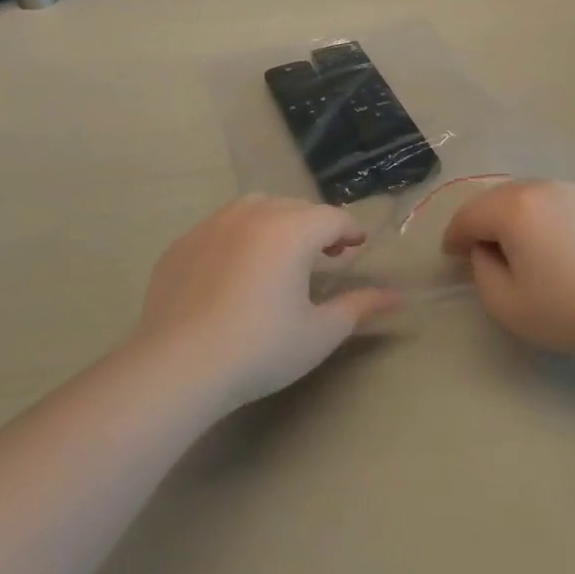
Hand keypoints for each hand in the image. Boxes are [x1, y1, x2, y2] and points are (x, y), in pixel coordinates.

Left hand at [137, 195, 401, 408]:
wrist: (178, 366)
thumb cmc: (260, 349)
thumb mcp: (319, 332)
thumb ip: (359, 307)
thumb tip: (396, 297)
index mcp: (291, 229)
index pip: (332, 217)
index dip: (350, 230)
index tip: (357, 247)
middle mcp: (253, 213)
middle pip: (295, 208)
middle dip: (316, 226)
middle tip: (326, 255)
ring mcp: (212, 224)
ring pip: (255, 208)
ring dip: (276, 223)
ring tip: (280, 255)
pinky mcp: (182, 243)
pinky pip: (221, 228)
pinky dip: (238, 238)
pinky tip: (235, 272)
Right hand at [442, 180, 574, 361]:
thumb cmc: (570, 309)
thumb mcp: (508, 304)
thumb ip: (481, 271)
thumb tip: (485, 250)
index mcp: (513, 207)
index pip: (469, 215)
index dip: (454, 237)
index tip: (451, 257)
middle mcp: (538, 187)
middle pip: (494, 200)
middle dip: (480, 223)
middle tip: (477, 252)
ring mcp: (569, 190)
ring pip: (523, 197)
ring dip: (509, 218)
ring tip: (512, 247)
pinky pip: (550, 202)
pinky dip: (537, 217)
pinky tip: (547, 244)